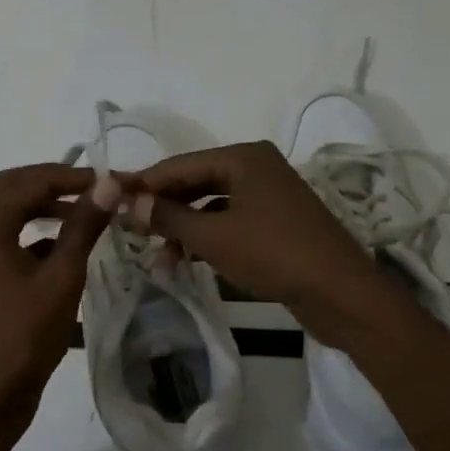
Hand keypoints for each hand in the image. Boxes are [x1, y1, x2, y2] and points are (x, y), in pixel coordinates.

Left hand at [0, 163, 118, 450]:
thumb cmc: (25, 334)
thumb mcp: (62, 277)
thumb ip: (83, 227)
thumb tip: (107, 184)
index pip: (28, 180)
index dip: (68, 174)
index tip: (106, 181)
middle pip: (14, 190)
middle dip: (54, 184)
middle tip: (93, 189)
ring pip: (14, 216)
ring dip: (47, 208)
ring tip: (87, 214)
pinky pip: (14, 242)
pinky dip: (41, 236)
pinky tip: (70, 251)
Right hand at [124, 141, 398, 348]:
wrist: (340, 293)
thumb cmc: (273, 254)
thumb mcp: (213, 236)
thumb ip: (168, 216)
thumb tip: (128, 203)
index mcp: (244, 157)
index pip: (180, 165)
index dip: (144, 183)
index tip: (109, 197)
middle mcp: (257, 167)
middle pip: (196, 182)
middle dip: (163, 208)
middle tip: (128, 228)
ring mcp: (270, 195)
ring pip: (212, 205)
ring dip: (183, 228)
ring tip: (156, 256)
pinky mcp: (277, 222)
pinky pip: (230, 222)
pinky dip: (207, 238)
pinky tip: (186, 261)